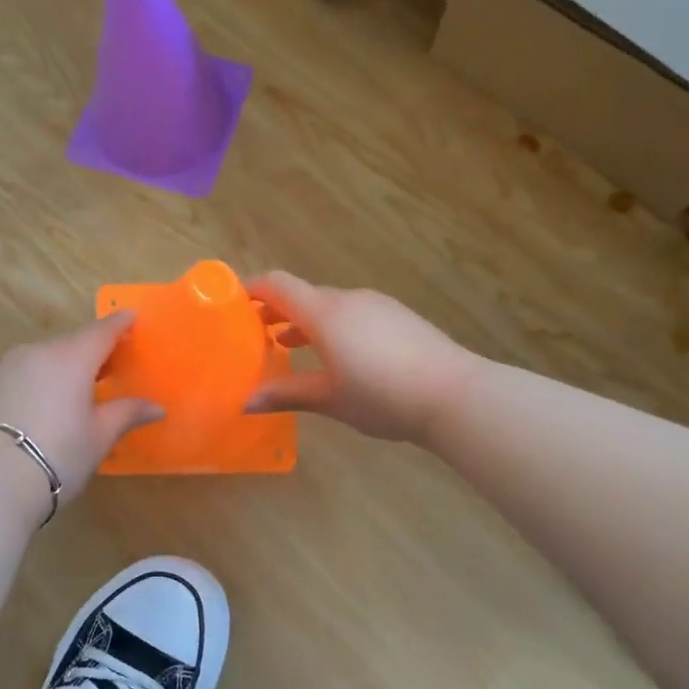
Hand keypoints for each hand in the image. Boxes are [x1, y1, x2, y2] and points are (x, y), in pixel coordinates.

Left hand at [0, 311, 162, 516]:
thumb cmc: (57, 455)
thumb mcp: (99, 436)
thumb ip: (127, 413)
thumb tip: (156, 407)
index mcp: (71, 357)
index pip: (101, 330)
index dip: (119, 323)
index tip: (132, 317)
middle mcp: (39, 352)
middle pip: (73, 342)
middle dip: (95, 349)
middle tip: (114, 363)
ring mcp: (9, 367)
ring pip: (47, 357)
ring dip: (67, 365)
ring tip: (83, 386)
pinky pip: (27, 372)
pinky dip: (44, 378)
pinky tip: (50, 402)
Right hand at [246, 272, 468, 444]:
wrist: (455, 394)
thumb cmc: (382, 395)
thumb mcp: (329, 399)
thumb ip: (286, 394)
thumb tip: (245, 402)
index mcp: (324, 313)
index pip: (278, 285)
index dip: (252, 289)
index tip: (233, 303)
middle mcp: (349, 299)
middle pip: (304, 294)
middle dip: (276, 310)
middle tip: (255, 335)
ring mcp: (378, 306)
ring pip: (330, 305)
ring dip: (306, 320)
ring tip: (289, 346)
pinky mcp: (399, 317)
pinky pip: (354, 313)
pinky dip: (334, 326)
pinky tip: (338, 356)